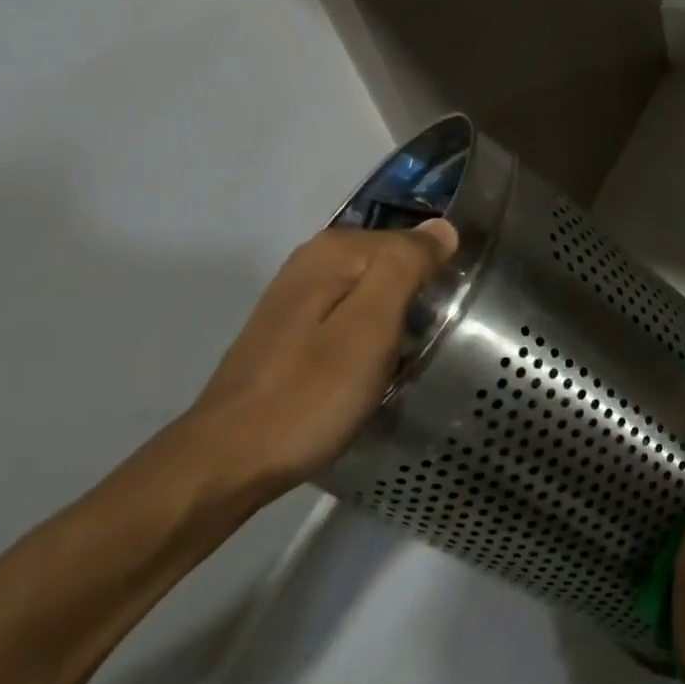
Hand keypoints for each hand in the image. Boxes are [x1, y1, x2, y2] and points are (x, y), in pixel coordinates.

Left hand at [179, 219, 457, 507]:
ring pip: (372, 292)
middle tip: (432, 343)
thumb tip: (443, 227)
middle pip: (391, 265)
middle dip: (419, 297)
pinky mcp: (291, 328)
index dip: (440, 277)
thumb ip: (406, 268)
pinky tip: (374, 368)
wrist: (233, 456)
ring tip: (409, 359)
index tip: (451, 321)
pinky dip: (371, 336)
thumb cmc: (311, 394)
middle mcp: (312, 260)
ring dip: (396, 319)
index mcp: (335, 251)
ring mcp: (298, 295)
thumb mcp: (371, 327)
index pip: (414, 242)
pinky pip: (350, 315)